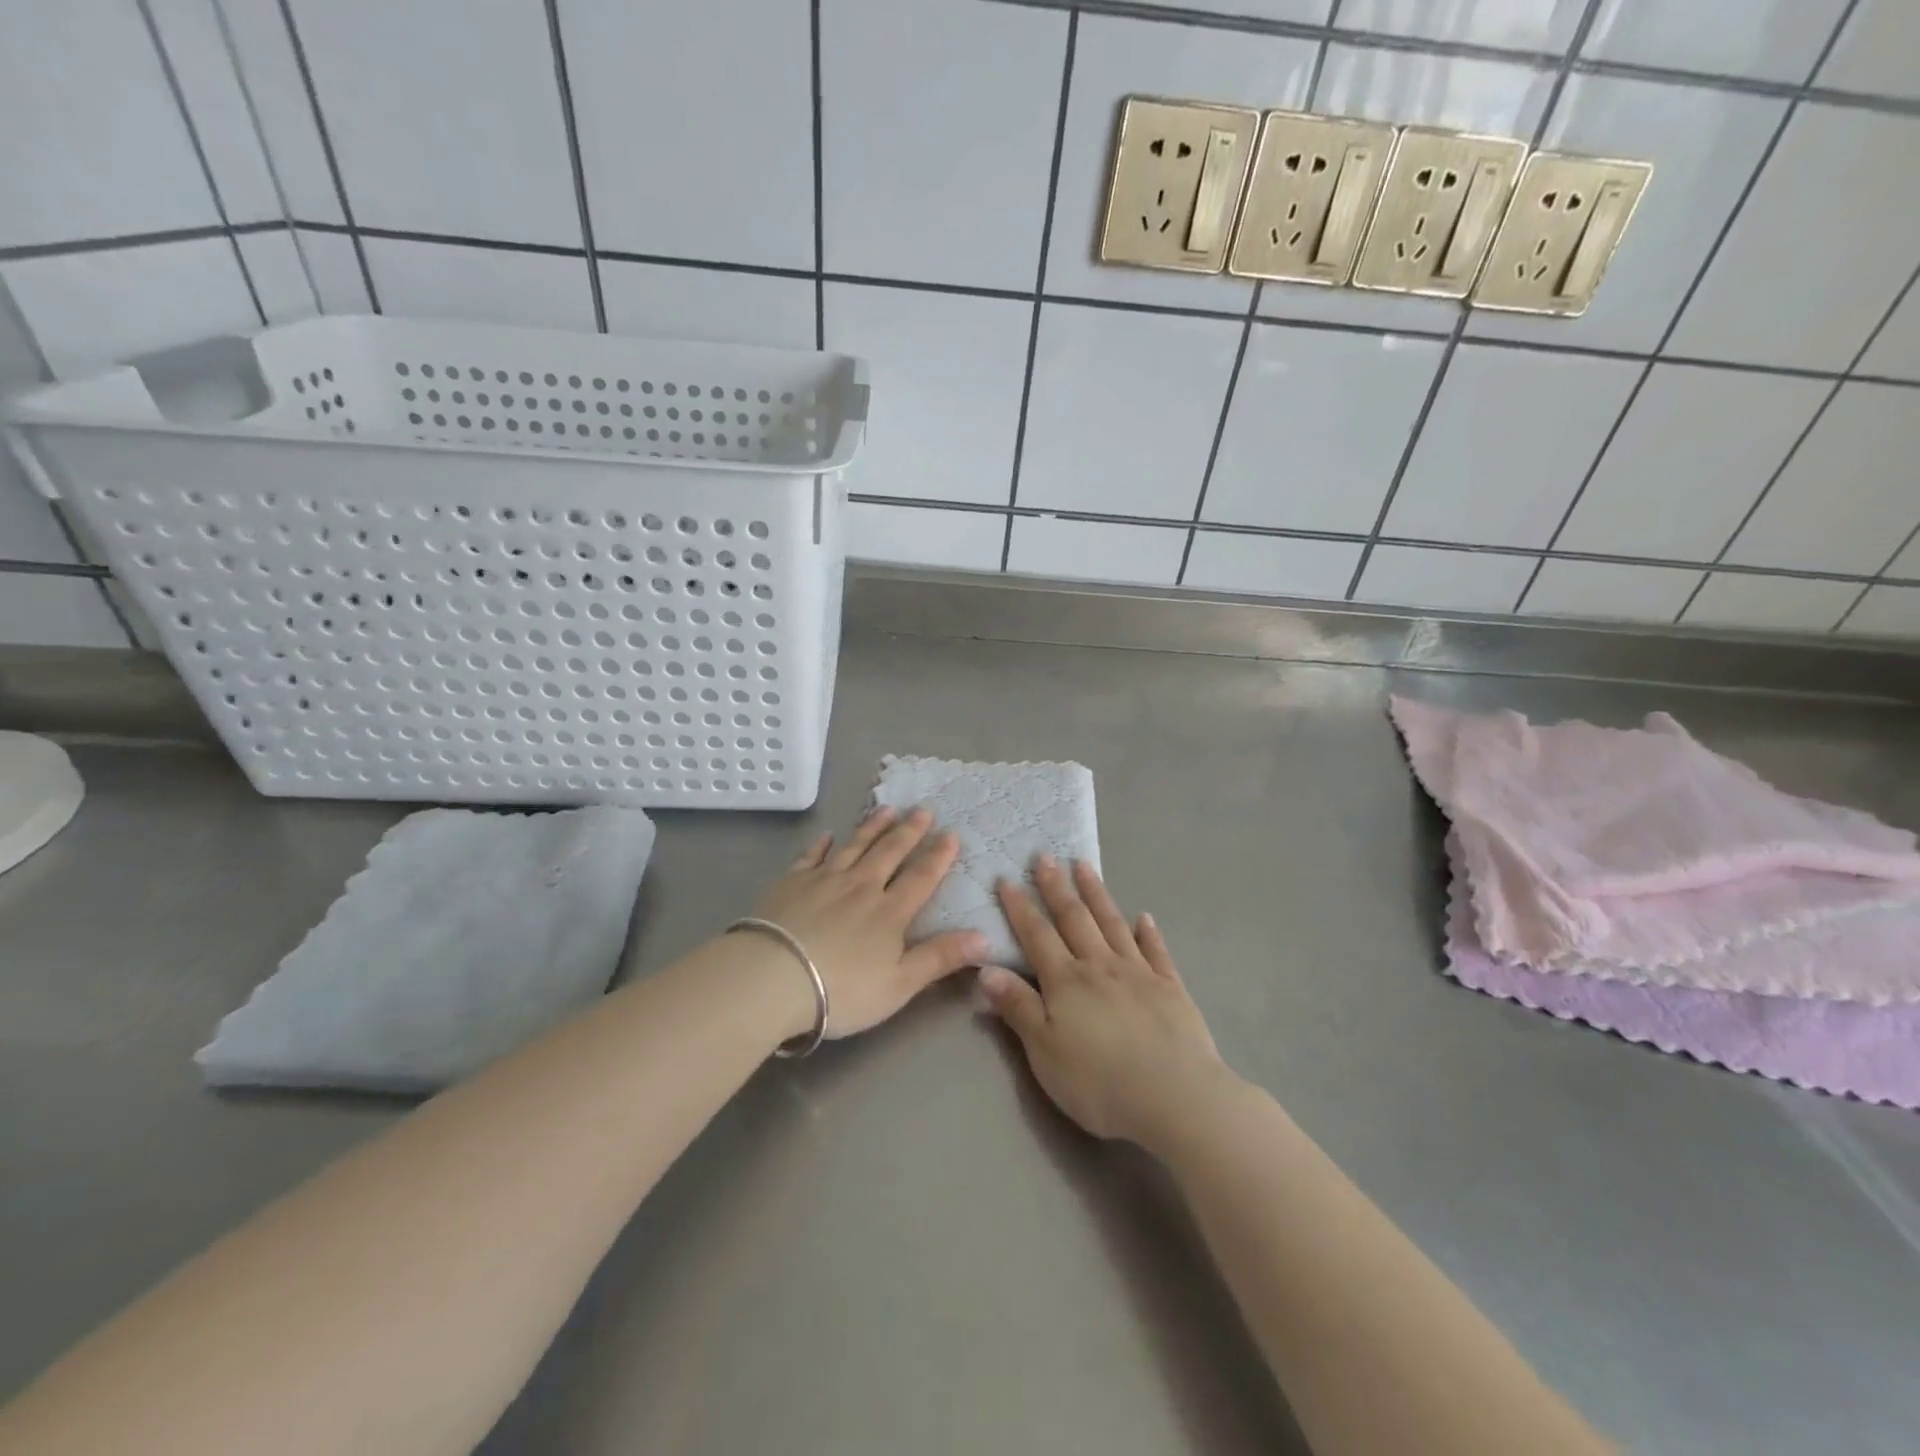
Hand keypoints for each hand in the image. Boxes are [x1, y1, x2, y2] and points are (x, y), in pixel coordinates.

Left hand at [747, 806, 987, 1040]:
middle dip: (909, 831)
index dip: (939, 856)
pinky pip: (811, 856)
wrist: (773, 978)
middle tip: (923, 809)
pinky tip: (826, 835)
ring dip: (872, 827)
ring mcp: (824, 881)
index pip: (921, 877)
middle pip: (889, 853)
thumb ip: (940, 958)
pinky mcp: (791, 883)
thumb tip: (986, 936)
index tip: (952, 833)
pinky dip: (821, 844)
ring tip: (887, 809)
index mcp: (889, 912)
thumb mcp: (899, 984)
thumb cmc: (841, 990)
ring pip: (854, 847)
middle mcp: (861, 887)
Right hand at [978, 856, 1238, 1148]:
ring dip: (1097, 894)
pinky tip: (1144, 917)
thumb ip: (1017, 1007)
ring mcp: (1139, 973)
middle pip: (1074, 919)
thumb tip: (986, 968)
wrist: (1175, 1097)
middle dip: (1056, 887)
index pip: (1036, 935)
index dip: (1020, 907)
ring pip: (1112, 924)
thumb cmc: (1099, 1081)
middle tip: (1045, 856)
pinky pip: (1156, 952)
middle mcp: (1100, 966)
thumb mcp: (1044, 1051)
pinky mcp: (1171, 989)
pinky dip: (1149, 932)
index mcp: (1066, 981)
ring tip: (1084, 866)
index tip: (1006, 878)